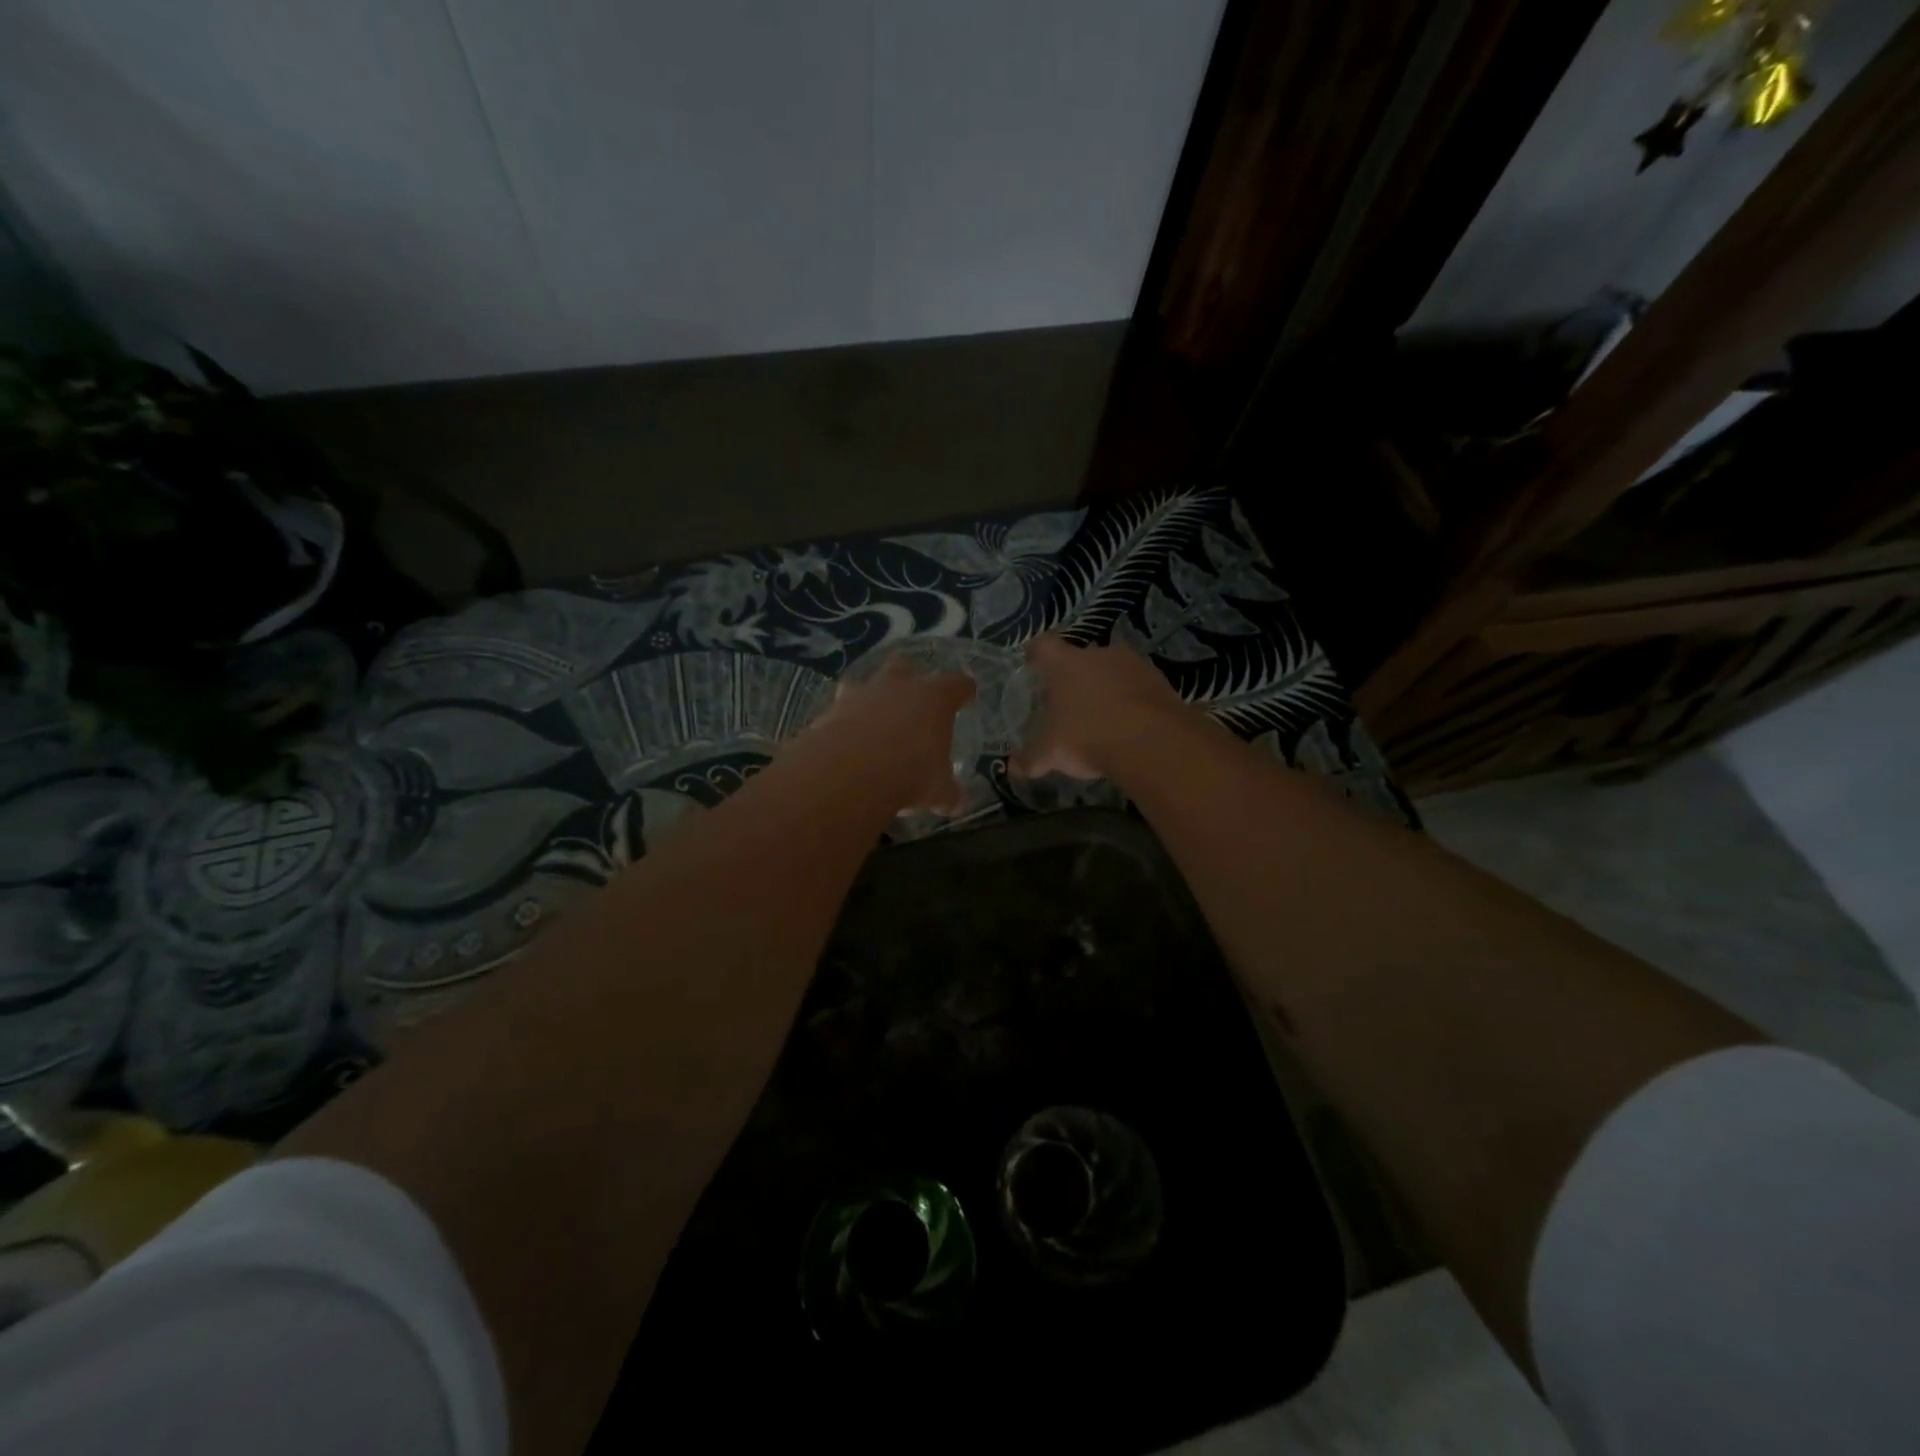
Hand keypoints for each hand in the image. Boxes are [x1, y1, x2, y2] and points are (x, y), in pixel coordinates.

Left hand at [805, 654, 976, 812]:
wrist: (849, 774)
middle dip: (910, 681)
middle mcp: (898, 685)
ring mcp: (861, 693)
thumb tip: (954, 802)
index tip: (966, 695)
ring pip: (868, 684)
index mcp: (935, 698)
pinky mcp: (831, 709)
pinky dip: (845, 722)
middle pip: (906, 667)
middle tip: (913, 702)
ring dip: (872, 699)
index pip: (957, 684)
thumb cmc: (909, 774)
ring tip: (874, 722)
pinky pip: (841, 709)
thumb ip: (946, 792)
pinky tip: (846, 741)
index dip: (963, 690)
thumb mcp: (937, 791)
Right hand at [1013, 635, 1187, 780]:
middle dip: (1074, 676)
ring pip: (1112, 670)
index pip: (1043, 647)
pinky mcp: (1160, 680)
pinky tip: (1130, 723)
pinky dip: (1132, 699)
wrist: (1152, 742)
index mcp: (1065, 664)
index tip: (1032, 664)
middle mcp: (1098, 654)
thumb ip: (1031, 759)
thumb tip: (1014, 768)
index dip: (1035, 654)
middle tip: (1069, 699)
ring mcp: (1133, 664)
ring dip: (1107, 686)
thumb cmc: (1088, 737)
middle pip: (1081, 658)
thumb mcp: (1051, 754)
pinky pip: (1138, 686)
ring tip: (1102, 714)